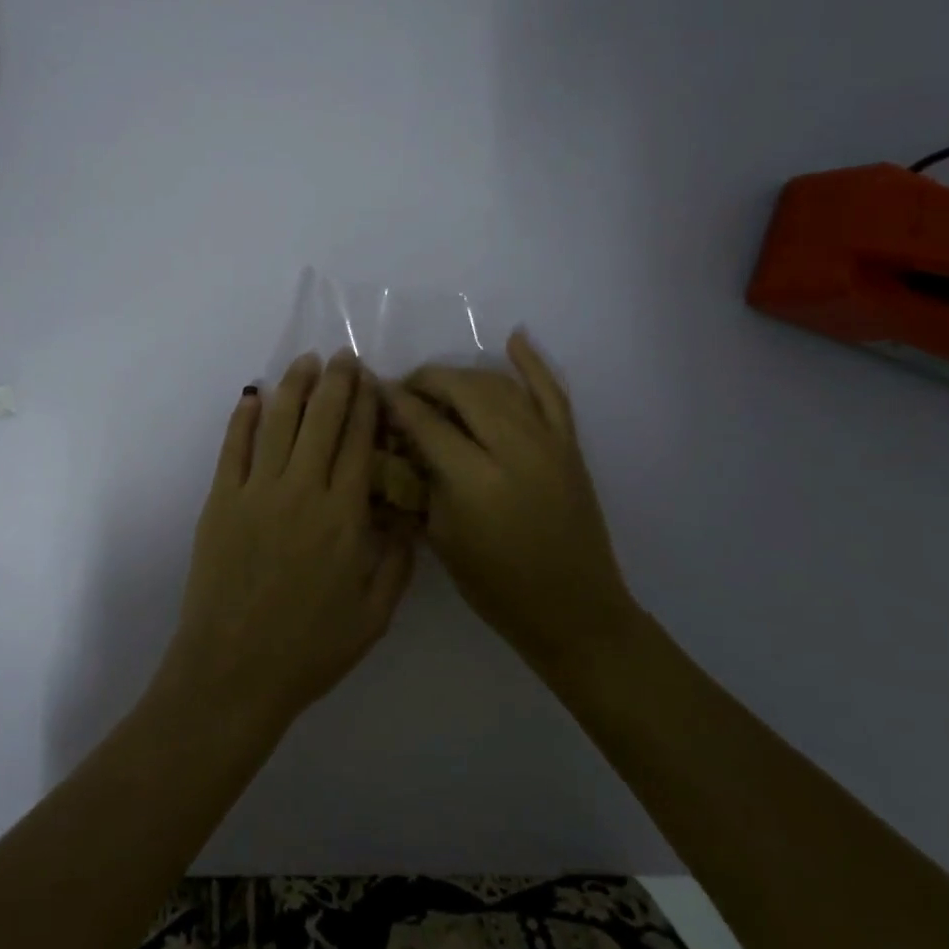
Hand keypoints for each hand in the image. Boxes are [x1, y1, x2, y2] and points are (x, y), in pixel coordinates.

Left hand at [155, 350, 415, 735]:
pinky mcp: (221, 501)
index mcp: (344, 516)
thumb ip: (397, 561)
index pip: (359, 443)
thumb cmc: (310, 649)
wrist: (234, 672)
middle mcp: (302, 491)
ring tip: (306, 361)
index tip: (371, 380)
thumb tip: (407, 515)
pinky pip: (233, 448)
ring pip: (279, 423)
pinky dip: (242, 417)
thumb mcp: (374, 616)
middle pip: (322, 421)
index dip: (366, 406)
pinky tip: (252, 395)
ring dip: (294, 387)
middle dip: (336, 383)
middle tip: (342, 356)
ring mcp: (256, 492)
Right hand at [381, 330, 638, 680]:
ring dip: (464, 376)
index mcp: (476, 480)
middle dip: (427, 381)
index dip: (396, 402)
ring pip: (499, 384)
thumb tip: (395, 440)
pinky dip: (533, 363)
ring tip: (438, 385)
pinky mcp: (569, 444)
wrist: (573, 610)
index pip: (426, 422)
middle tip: (404, 391)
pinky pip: (552, 391)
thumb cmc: (497, 586)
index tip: (374, 390)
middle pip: (462, 389)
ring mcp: (548, 442)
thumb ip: (418, 480)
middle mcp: (514, 448)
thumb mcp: (441, 538)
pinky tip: (514, 339)